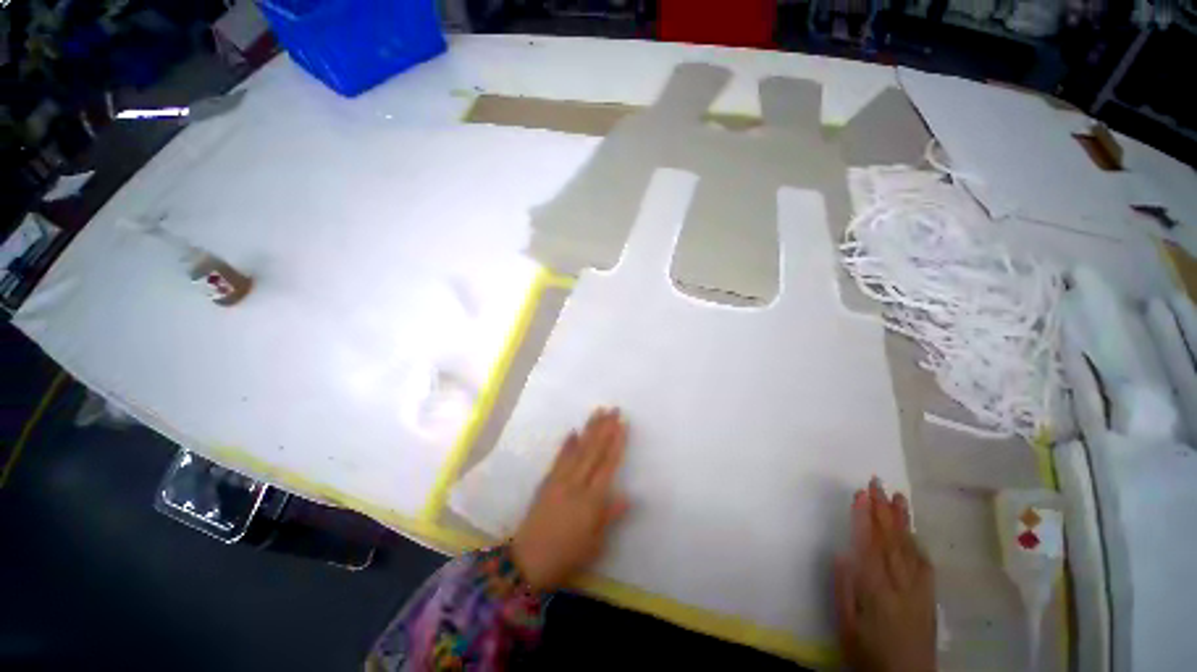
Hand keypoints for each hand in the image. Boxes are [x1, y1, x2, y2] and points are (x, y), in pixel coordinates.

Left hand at [511, 408, 629, 592]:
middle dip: (605, 428)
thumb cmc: (566, 557)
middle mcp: (576, 484)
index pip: (607, 465)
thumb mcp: (594, 544)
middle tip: (614, 409)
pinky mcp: (547, 481)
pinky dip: (567, 443)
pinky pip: (559, 458)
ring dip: (588, 429)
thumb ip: (609, 516)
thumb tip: (628, 496)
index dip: (616, 443)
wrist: (526, 561)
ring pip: (578, 449)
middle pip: (593, 451)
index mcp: (591, 500)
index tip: (623, 424)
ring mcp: (559, 480)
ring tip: (598, 412)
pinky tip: (573, 431)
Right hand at [835, 478, 936, 671]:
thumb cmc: (868, 655)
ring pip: (910, 548)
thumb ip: (844, 589)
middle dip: (883, 510)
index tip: (859, 493)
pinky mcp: (930, 599)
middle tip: (877, 483)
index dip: (864, 517)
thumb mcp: (846, 626)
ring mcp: (919, 591)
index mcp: (876, 591)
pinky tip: (913, 532)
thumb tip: (843, 553)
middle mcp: (901, 586)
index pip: (869, 545)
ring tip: (898, 497)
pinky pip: (925, 565)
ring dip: (902, 521)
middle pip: (891, 540)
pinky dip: (917, 544)